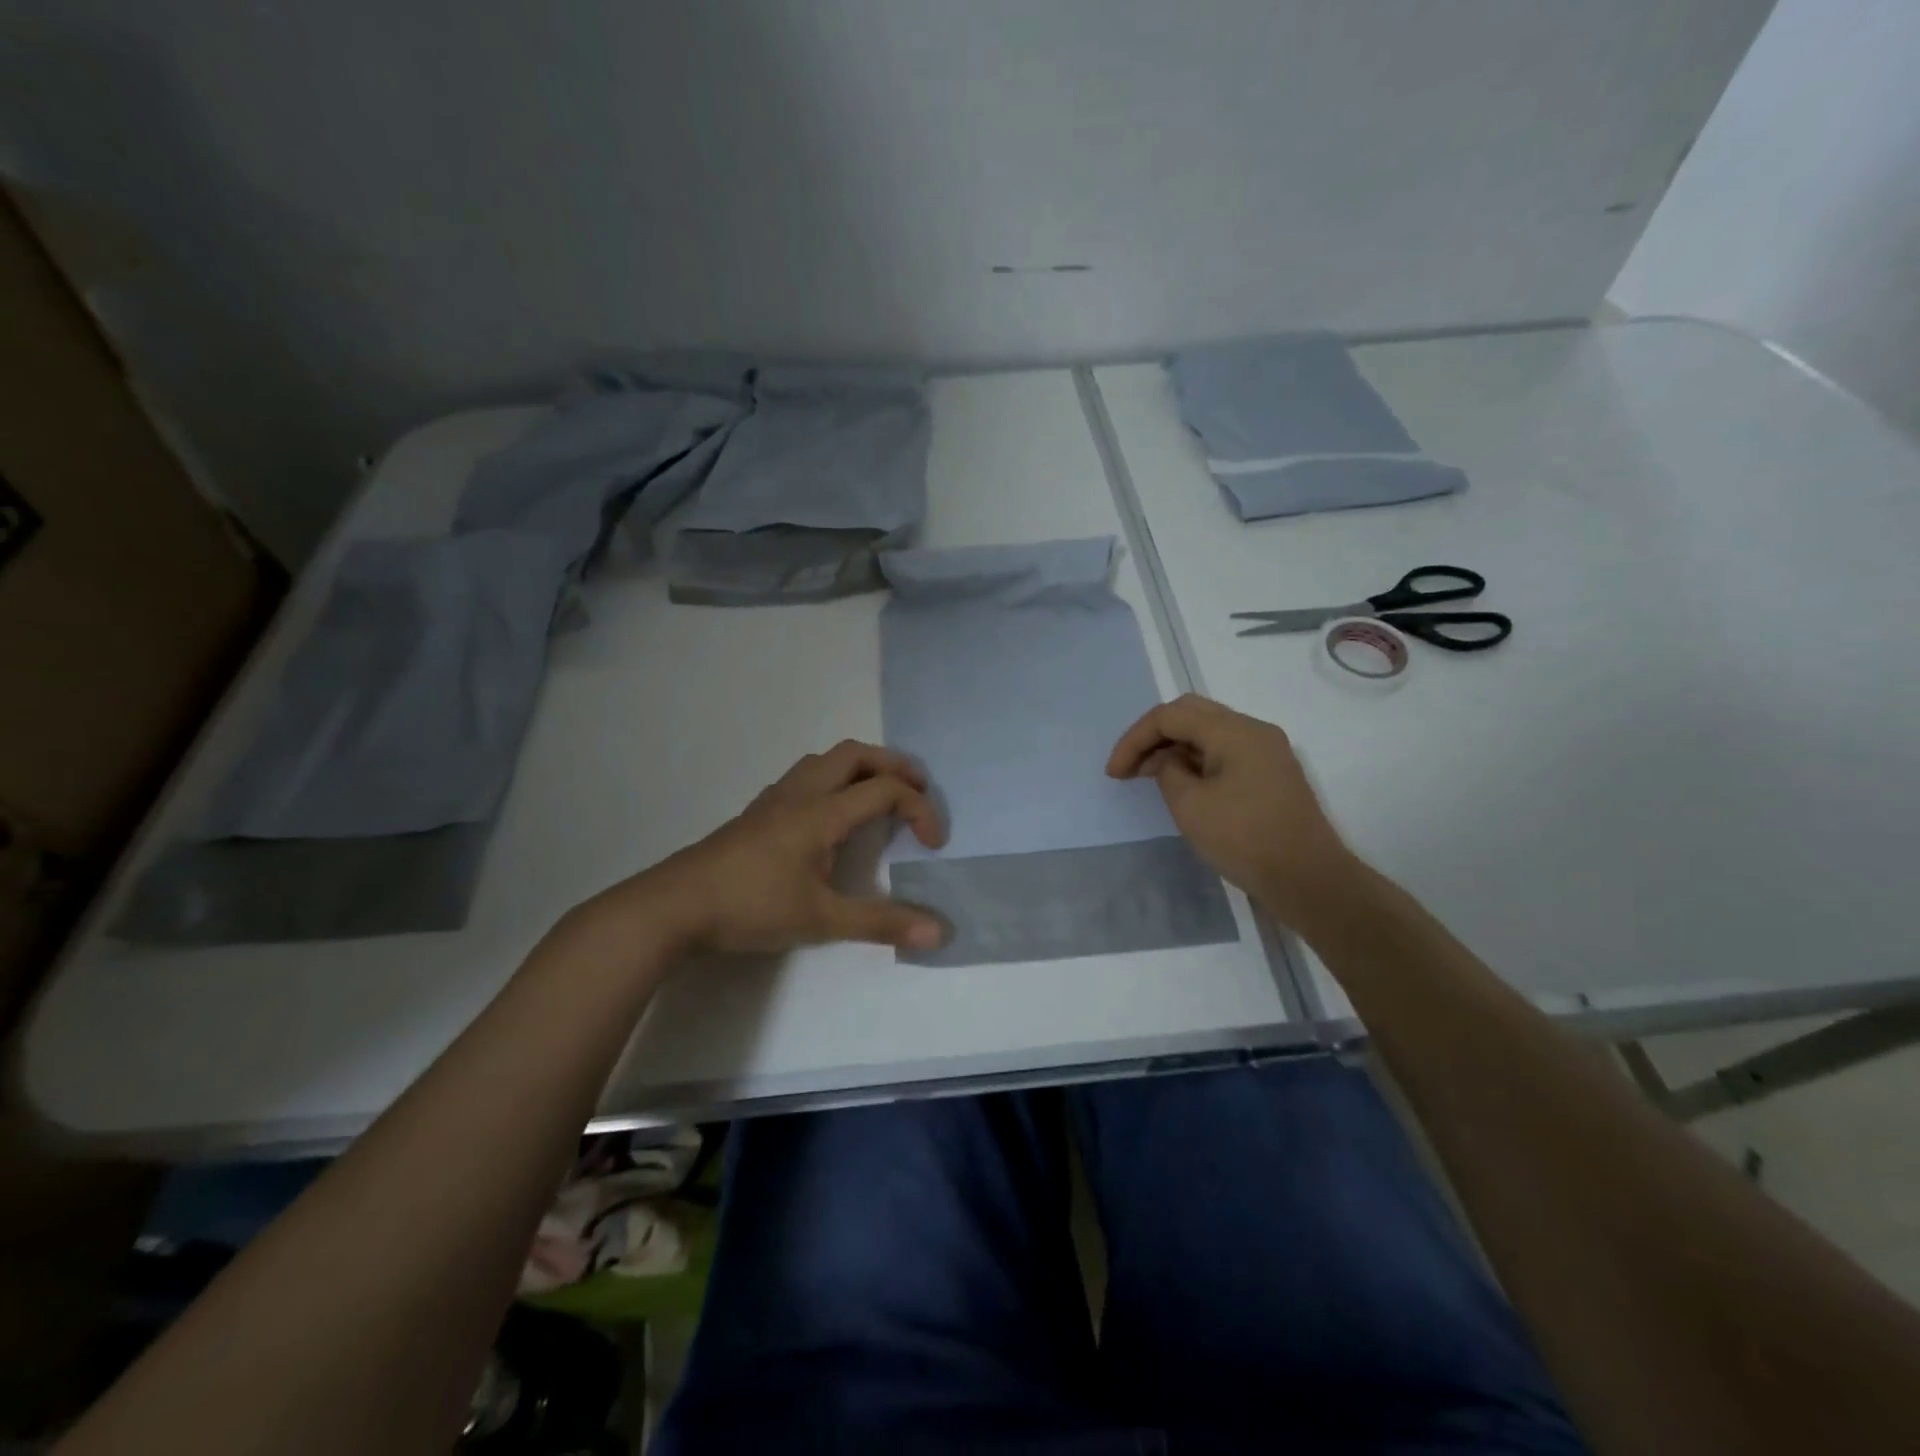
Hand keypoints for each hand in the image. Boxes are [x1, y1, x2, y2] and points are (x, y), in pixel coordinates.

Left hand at [590, 741, 947, 956]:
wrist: (675, 906)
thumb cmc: (752, 906)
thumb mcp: (822, 919)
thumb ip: (881, 922)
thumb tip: (939, 931)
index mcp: (822, 812)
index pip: (885, 791)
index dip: (920, 810)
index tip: (934, 845)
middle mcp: (802, 793)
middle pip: (856, 754)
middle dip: (894, 765)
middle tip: (918, 790)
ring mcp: (776, 798)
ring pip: (826, 760)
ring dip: (861, 767)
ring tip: (879, 795)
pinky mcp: (759, 811)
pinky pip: (806, 775)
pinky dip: (834, 779)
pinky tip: (831, 814)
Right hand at [1107, 694, 1363, 929]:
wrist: (1308, 879)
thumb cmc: (1245, 840)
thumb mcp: (1190, 806)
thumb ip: (1168, 772)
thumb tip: (1168, 761)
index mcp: (1234, 731)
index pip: (1170, 716)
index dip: (1135, 739)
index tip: (1114, 773)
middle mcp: (1253, 730)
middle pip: (1191, 713)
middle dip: (1153, 736)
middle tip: (1130, 767)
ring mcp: (1267, 750)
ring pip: (1209, 731)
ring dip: (1174, 746)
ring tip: (1149, 776)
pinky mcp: (1271, 771)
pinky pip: (1225, 750)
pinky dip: (1196, 758)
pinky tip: (1181, 782)